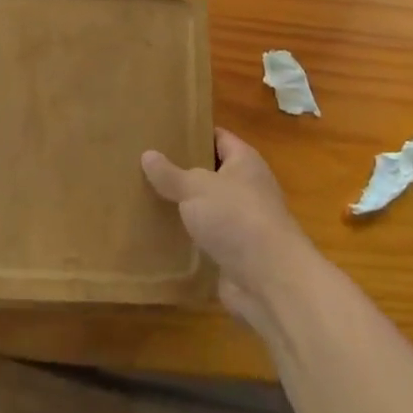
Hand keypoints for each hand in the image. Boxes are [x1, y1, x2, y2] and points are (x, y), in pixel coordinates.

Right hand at [142, 128, 317, 332]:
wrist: (269, 282)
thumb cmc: (236, 218)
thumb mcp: (196, 188)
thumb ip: (171, 174)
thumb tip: (147, 154)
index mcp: (244, 162)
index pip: (217, 136)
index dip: (193, 131)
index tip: (163, 130)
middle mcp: (246, 188)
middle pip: (210, 172)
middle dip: (181, 170)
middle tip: (144, 163)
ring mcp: (241, 222)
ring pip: (205, 206)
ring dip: (181, 205)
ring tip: (143, 195)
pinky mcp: (233, 253)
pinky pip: (204, 237)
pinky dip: (185, 236)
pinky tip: (156, 232)